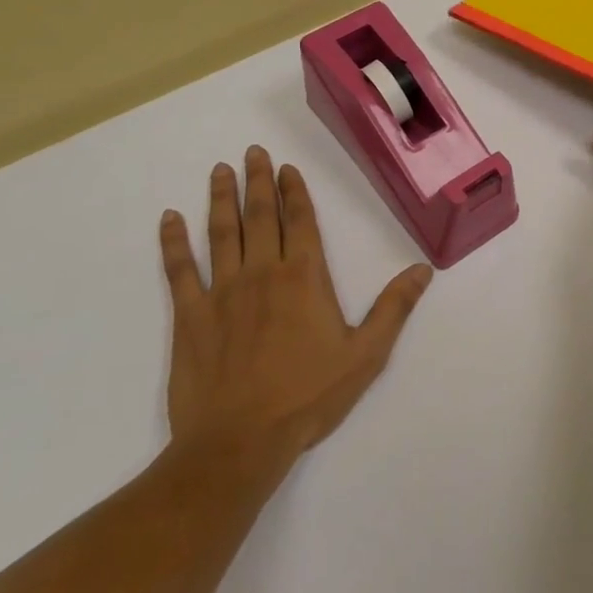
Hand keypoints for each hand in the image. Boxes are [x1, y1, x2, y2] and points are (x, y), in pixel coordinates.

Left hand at [158, 147, 431, 470]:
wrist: (240, 441)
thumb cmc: (309, 397)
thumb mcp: (366, 355)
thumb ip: (394, 308)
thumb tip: (423, 270)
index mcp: (305, 279)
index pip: (300, 222)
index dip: (294, 192)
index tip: (286, 167)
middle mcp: (263, 273)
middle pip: (260, 217)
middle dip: (257, 181)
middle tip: (251, 151)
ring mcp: (221, 292)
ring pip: (221, 233)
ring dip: (220, 199)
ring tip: (219, 170)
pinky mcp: (190, 316)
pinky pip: (179, 270)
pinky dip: (173, 243)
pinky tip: (169, 220)